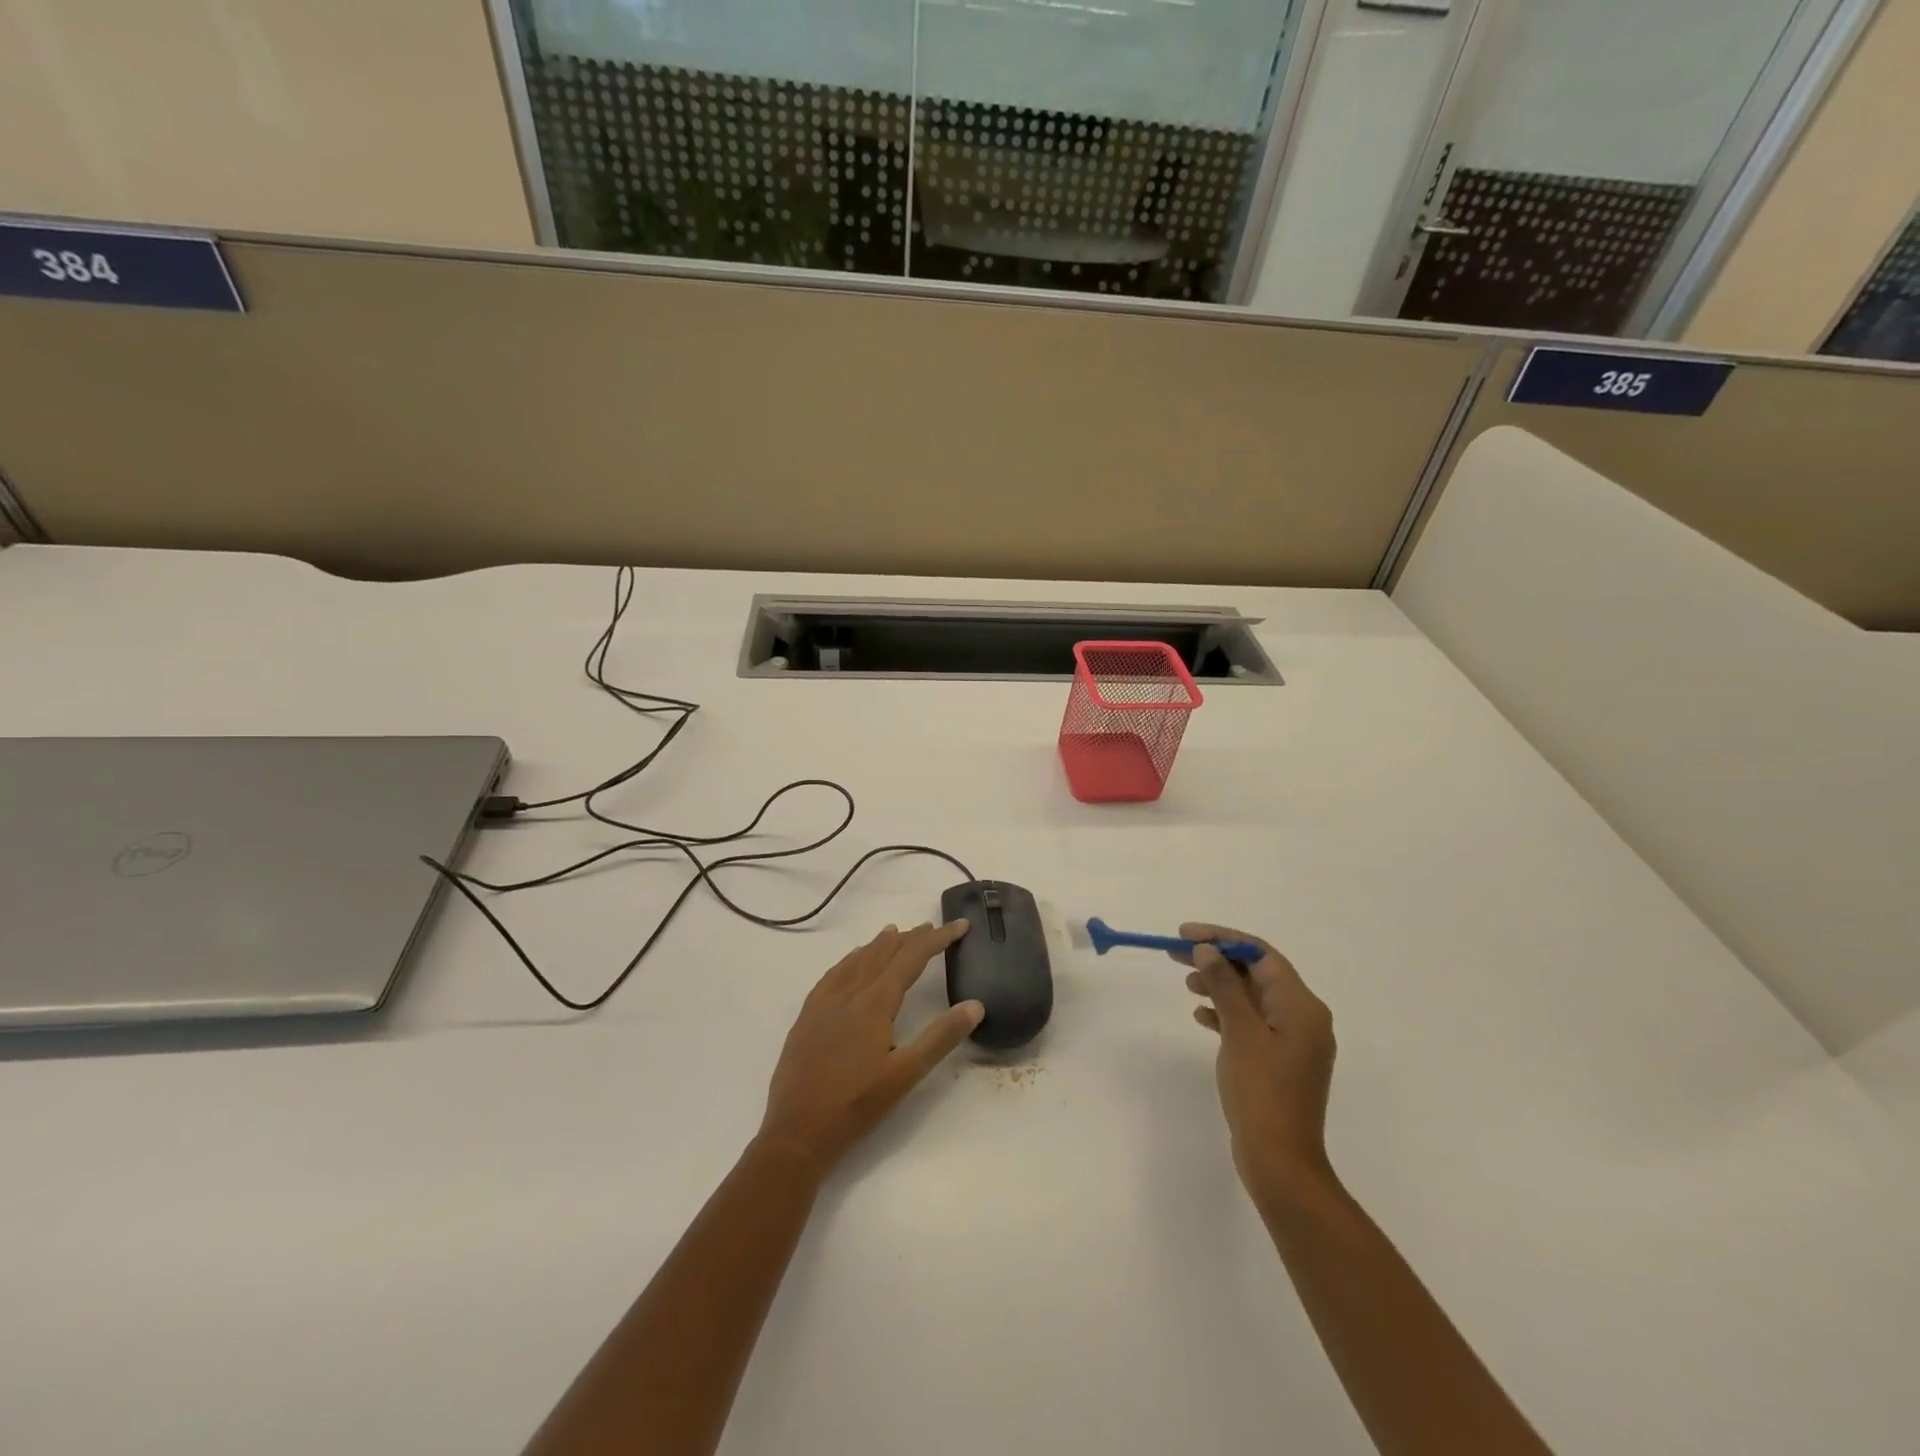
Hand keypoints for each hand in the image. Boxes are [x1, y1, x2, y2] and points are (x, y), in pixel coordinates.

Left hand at [759, 921, 981, 1175]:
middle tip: (932, 928)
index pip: (912, 957)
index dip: (938, 939)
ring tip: (895, 933)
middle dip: (910, 938)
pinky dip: (850, 960)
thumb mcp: (906, 1074)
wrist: (796, 1133)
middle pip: (884, 953)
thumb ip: (941, 1037)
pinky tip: (851, 963)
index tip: (960, 925)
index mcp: (875, 1002)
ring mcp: (824, 1003)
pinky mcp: (807, 1016)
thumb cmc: (856, 1105)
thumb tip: (975, 1005)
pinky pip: (833, 974)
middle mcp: (849, 992)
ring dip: (880, 945)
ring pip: (857, 960)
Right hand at [1174, 924, 1336, 1202]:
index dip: (1222, 938)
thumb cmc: (1261, 1092)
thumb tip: (1207, 950)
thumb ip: (1224, 986)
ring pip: (1252, 997)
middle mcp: (1303, 1017)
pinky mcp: (1280, 1061)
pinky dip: (1226, 1013)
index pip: (1261, 954)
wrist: (1280, 1162)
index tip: (1184, 935)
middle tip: (1175, 953)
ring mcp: (1293, 1041)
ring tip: (1186, 983)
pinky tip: (1201, 1015)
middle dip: (1217, 960)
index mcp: (1302, 1006)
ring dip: (1220, 985)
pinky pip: (1252, 1022)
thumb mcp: (1239, 1032)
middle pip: (1256, 973)